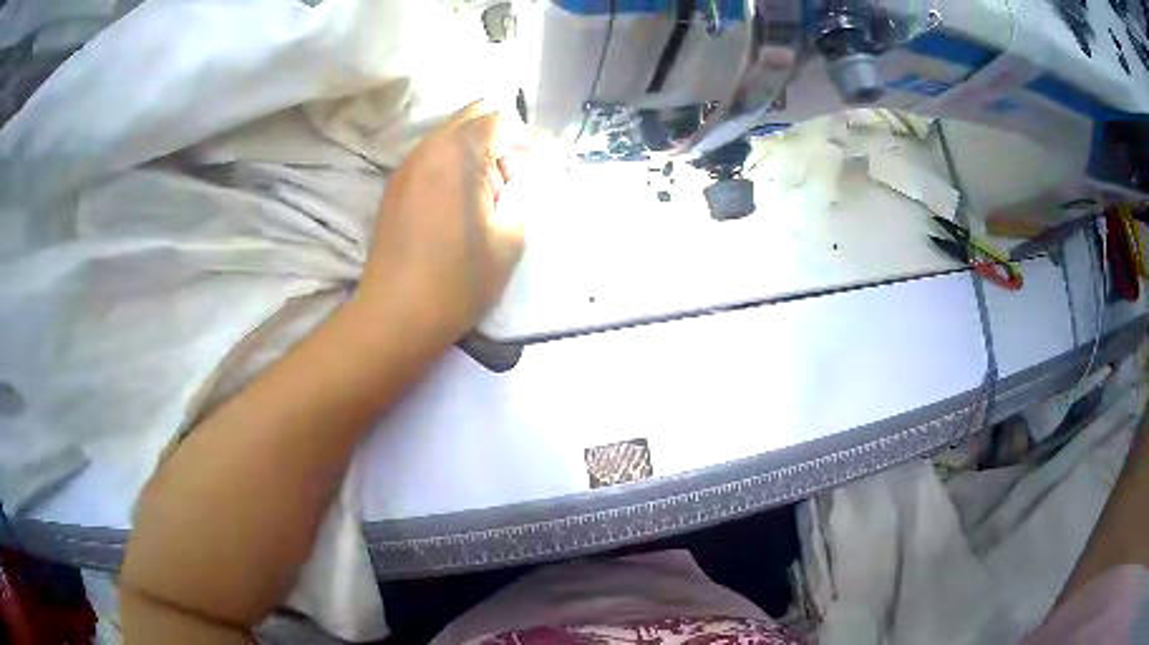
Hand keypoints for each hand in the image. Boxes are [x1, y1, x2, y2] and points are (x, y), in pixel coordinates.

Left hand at [355, 102, 528, 346]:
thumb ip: (522, 194)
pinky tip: (452, 207)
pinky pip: (429, 158)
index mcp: (460, 153)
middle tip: (505, 182)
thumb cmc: (459, 279)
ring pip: (447, 136)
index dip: (520, 143)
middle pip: (470, 117)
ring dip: (471, 153)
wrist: (396, 315)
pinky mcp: (394, 188)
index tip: (524, 178)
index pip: (499, 118)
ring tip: (480, 198)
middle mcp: (428, 148)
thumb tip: (516, 176)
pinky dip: (448, 167)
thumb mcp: (511, 238)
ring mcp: (406, 167)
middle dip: (495, 138)